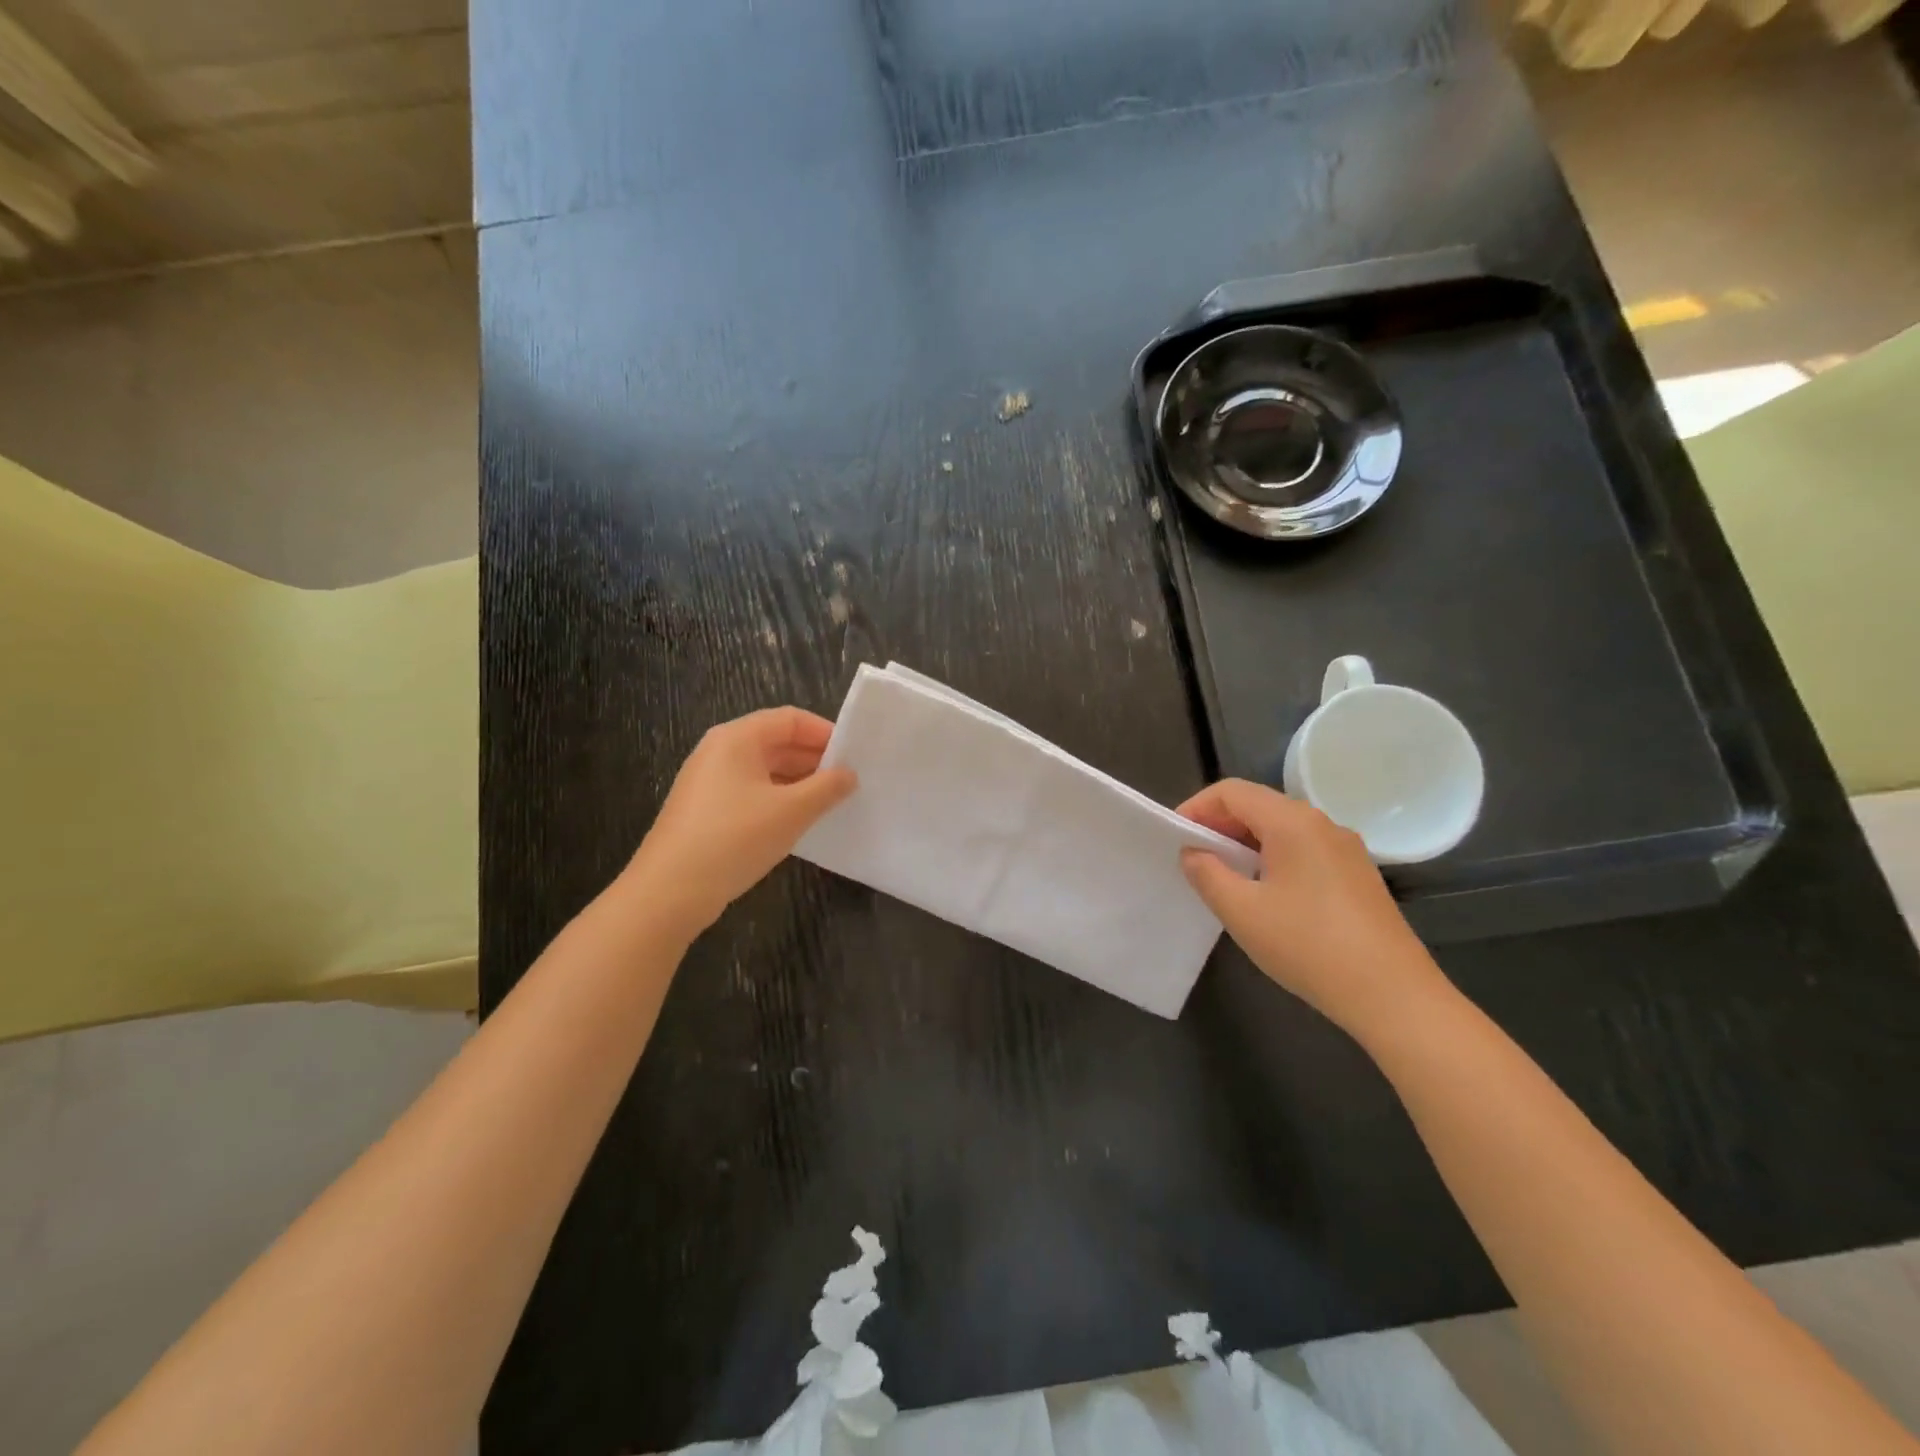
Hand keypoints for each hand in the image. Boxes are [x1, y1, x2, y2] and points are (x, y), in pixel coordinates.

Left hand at [625, 707, 856, 939]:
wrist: (669, 892)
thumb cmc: (734, 838)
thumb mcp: (791, 811)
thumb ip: (826, 788)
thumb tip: (849, 775)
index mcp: (737, 738)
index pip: (790, 719)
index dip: (824, 732)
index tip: (854, 755)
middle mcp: (719, 751)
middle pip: (775, 741)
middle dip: (813, 758)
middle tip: (848, 781)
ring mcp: (708, 781)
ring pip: (764, 769)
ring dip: (798, 781)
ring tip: (829, 802)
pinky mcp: (705, 810)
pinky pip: (750, 792)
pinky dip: (778, 799)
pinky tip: (796, 822)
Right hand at [1178, 779, 1450, 1036]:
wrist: (1393, 995)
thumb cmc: (1309, 946)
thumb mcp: (1242, 911)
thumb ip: (1207, 874)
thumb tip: (1193, 852)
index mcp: (1292, 821)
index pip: (1232, 792)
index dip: (1196, 807)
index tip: (1173, 837)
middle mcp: (1322, 823)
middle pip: (1258, 805)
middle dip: (1218, 825)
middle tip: (1191, 858)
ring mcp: (1345, 849)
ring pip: (1281, 829)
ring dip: (1244, 843)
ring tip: (1221, 877)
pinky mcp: (1357, 875)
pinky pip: (1302, 850)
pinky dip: (1272, 858)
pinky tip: (1263, 894)